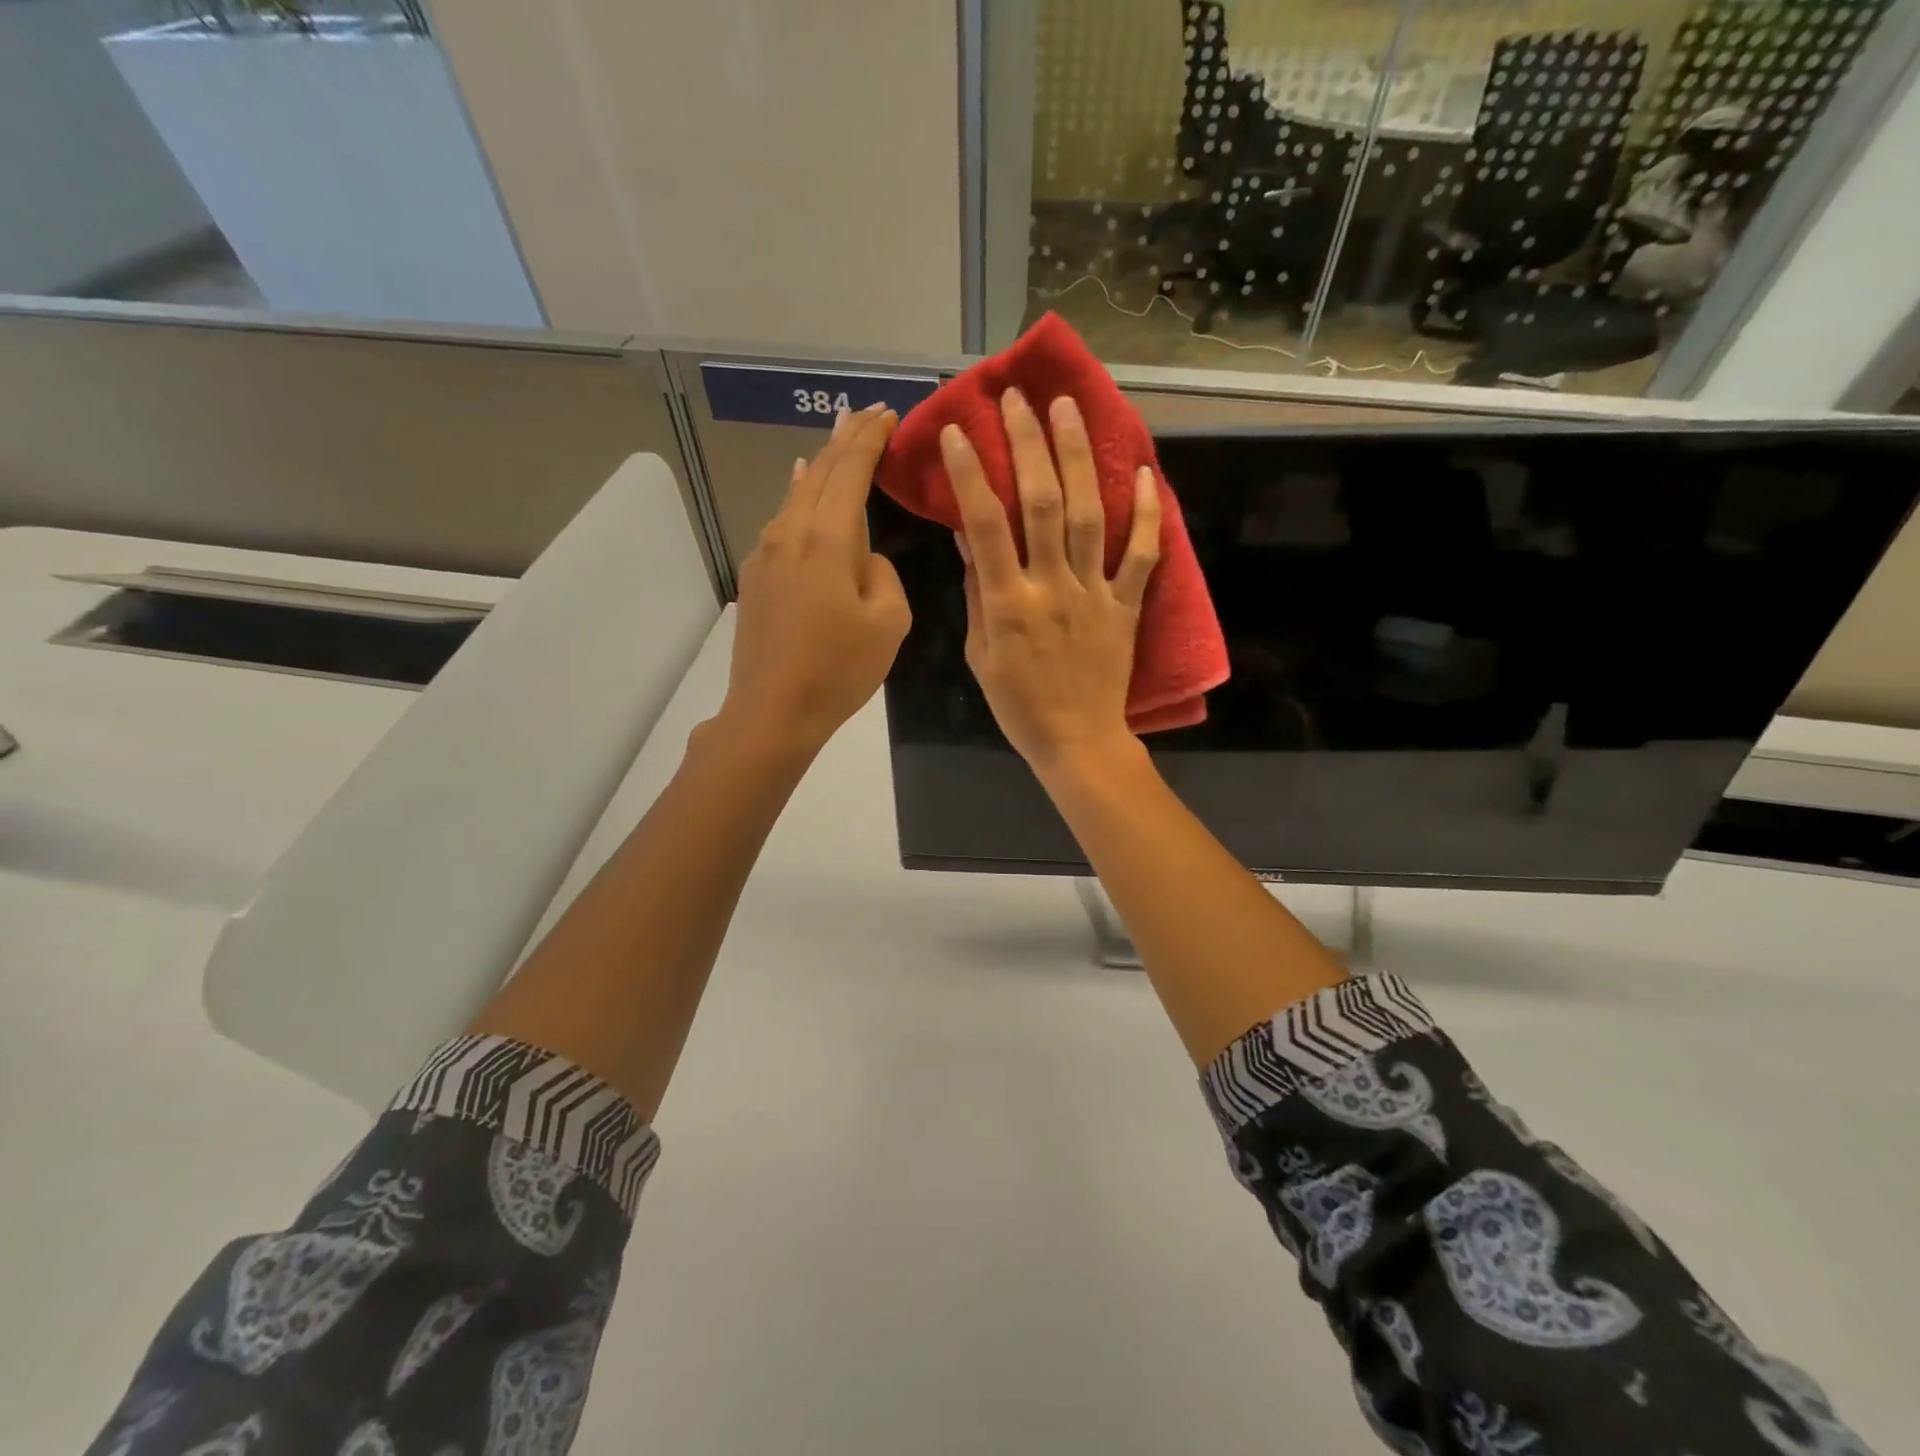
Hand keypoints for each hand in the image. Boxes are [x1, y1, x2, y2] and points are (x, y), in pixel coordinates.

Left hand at [719, 405, 910, 754]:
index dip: (870, 438)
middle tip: (864, 414)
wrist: (771, 710)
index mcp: (827, 538)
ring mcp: (765, 553)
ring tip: (835, 443)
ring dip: (820, 466)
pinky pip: (782, 520)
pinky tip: (800, 489)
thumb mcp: (888, 622)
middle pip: (818, 472)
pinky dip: (799, 495)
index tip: (888, 413)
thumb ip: (883, 573)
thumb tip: (865, 558)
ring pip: (796, 494)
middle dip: (844, 440)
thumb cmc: (839, 670)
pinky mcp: (754, 576)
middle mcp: (790, 532)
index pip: (850, 470)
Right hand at [945, 388, 1159, 777]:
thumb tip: (969, 537)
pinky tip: (1144, 472)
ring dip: (1079, 457)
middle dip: (1029, 444)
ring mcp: (1094, 593)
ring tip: (1069, 409)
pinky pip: (1140, 555)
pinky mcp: (1126, 605)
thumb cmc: (1019, 704)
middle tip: (1019, 398)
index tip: (958, 431)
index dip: (972, 474)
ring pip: (1087, 515)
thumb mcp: (980, 654)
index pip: (986, 525)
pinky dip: (1145, 514)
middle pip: (1041, 504)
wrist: (1077, 741)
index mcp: (1008, 603)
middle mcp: (1051, 587)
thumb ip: (978, 593)